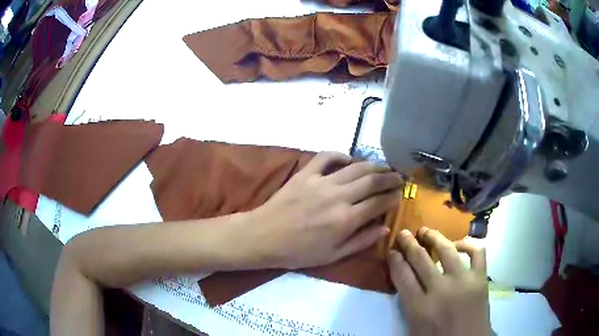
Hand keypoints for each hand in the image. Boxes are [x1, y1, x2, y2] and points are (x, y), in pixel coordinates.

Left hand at [248, 152, 400, 268]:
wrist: (264, 237)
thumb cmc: (299, 252)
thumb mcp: (333, 255)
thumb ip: (361, 241)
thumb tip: (385, 228)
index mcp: (346, 219)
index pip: (379, 203)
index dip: (393, 197)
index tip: (400, 195)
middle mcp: (338, 196)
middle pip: (372, 180)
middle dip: (390, 177)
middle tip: (399, 177)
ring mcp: (321, 182)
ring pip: (355, 167)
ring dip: (373, 165)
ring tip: (383, 167)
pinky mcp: (305, 173)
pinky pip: (326, 157)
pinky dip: (341, 155)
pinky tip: (349, 159)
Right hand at [389, 228, 490, 335]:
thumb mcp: (414, 327)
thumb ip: (409, 304)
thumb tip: (404, 280)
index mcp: (420, 308)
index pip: (402, 276)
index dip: (394, 260)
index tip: (391, 251)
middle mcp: (440, 291)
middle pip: (420, 259)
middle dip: (408, 243)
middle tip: (404, 233)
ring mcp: (463, 281)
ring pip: (446, 250)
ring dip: (434, 237)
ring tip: (426, 231)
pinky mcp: (480, 278)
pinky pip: (477, 252)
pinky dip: (468, 244)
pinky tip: (459, 244)